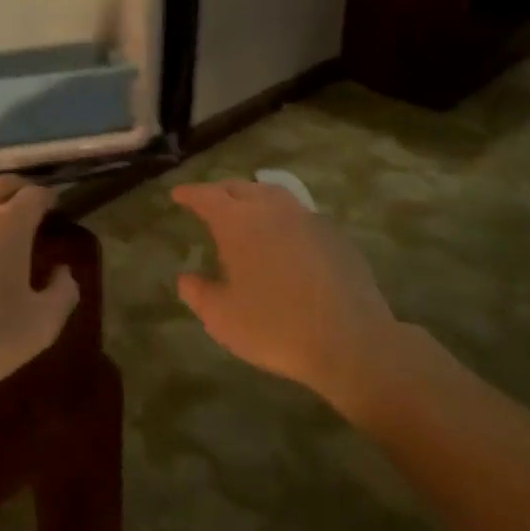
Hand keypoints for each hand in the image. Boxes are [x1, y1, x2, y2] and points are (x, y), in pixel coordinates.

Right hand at [172, 181, 408, 421]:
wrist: (351, 342)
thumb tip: (187, 278)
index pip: (207, 197)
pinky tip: (283, 236)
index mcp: (239, 222)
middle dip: (220, 191)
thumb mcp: (221, 317)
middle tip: (208, 200)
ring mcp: (308, 220)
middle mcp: (272, 210)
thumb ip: (198, 292)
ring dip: (253, 196)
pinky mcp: (335, 237)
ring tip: (245, 210)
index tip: (178, 194)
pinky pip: (300, 215)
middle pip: (241, 188)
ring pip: (274, 195)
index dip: (190, 194)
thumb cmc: (275, 327)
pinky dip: (282, 216)